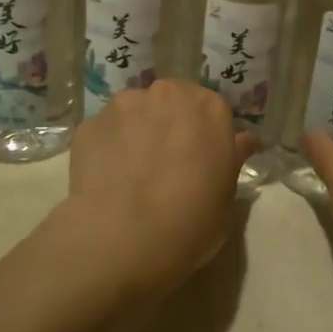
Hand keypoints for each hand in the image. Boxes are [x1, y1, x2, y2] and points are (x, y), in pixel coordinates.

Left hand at [62, 79, 260, 297]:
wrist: (123, 237)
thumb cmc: (190, 221)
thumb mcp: (227, 198)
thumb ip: (232, 160)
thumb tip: (243, 141)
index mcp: (209, 108)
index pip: (212, 110)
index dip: (206, 135)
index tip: (202, 160)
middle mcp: (167, 94)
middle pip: (172, 101)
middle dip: (170, 124)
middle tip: (167, 163)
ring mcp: (124, 106)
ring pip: (135, 112)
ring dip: (137, 132)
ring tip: (132, 172)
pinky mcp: (89, 125)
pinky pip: (106, 133)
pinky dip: (108, 148)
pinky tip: (108, 180)